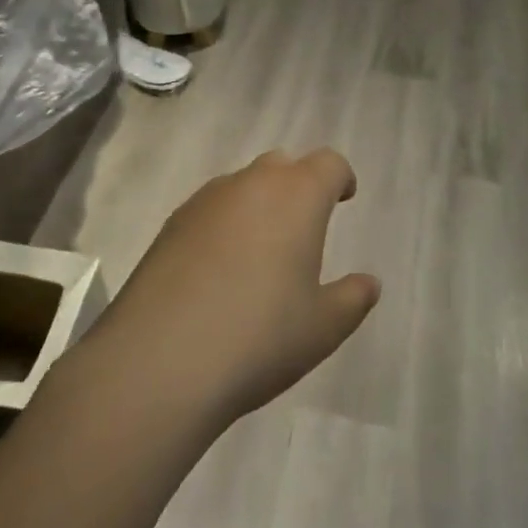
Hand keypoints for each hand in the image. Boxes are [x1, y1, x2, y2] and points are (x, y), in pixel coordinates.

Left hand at [83, 149, 380, 427]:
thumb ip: (353, 299)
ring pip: (242, 185)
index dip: (340, 177)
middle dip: (298, 186)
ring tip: (259, 253)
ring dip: (258, 205)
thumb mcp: (323, 328)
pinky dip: (223, 226)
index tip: (344, 198)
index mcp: (297, 196)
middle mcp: (252, 184)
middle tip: (303, 227)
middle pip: (282, 165)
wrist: (157, 363)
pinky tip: (217, 271)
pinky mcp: (170, 225)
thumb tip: (369, 283)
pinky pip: (209, 210)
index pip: (328, 163)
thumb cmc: (258, 338)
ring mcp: (205, 201)